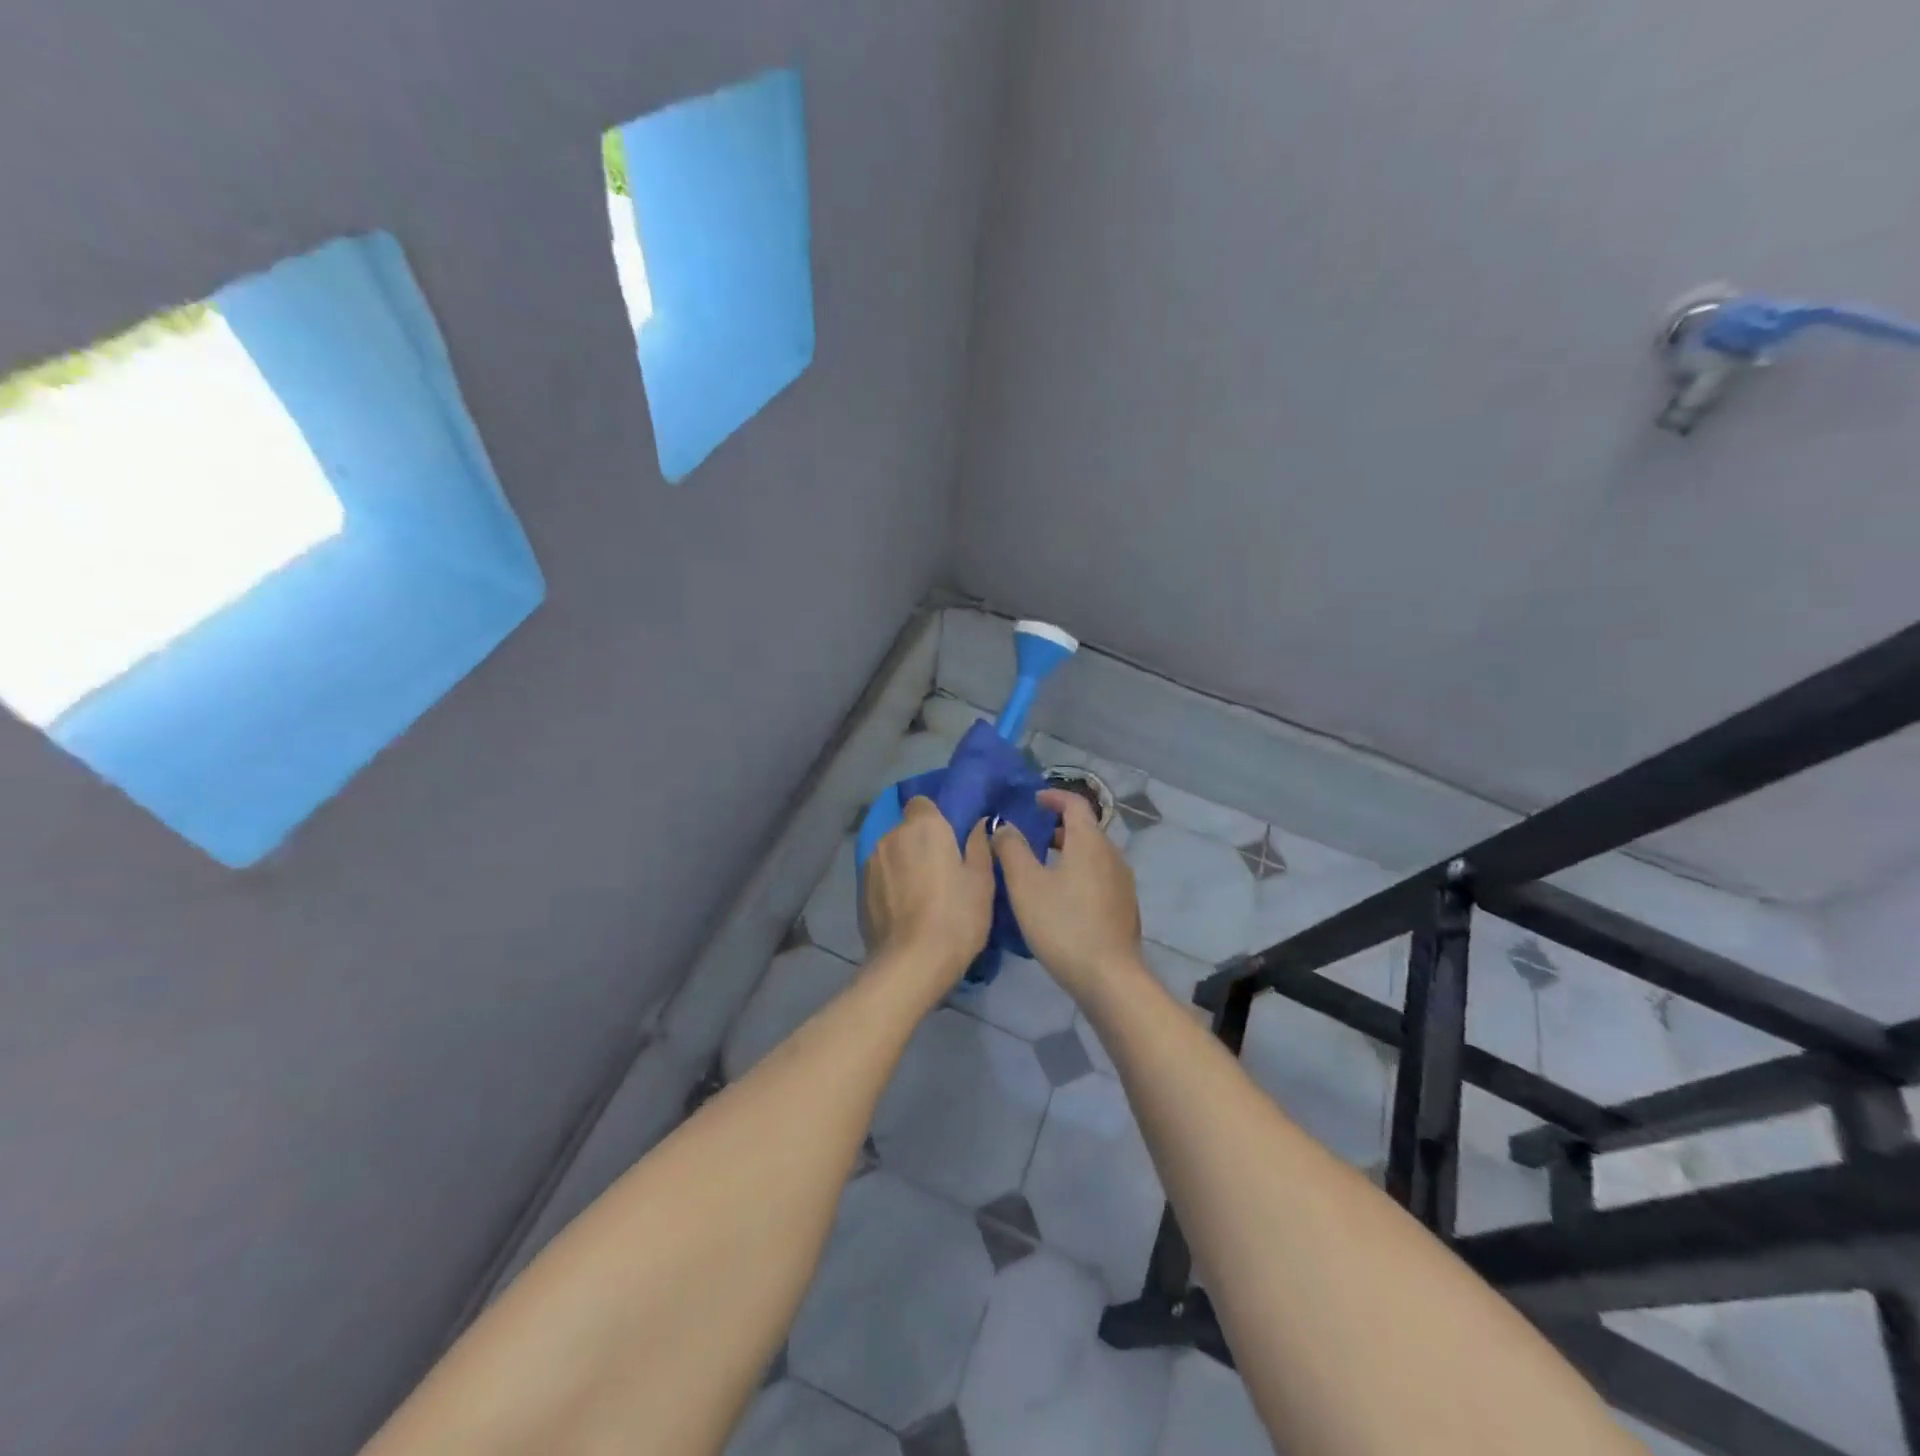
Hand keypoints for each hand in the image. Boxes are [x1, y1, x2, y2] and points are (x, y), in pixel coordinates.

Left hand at [862, 796, 994, 990]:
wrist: (912, 963)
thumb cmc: (956, 916)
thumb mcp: (981, 881)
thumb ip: (979, 845)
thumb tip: (979, 824)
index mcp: (923, 827)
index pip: (922, 803)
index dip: (935, 818)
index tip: (950, 840)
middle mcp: (891, 836)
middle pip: (906, 829)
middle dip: (920, 843)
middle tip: (942, 871)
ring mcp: (871, 863)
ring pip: (892, 853)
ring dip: (904, 864)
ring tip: (922, 895)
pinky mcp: (861, 890)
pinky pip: (881, 876)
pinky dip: (891, 885)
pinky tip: (905, 910)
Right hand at [992, 789, 1141, 999]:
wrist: (1109, 978)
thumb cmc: (1063, 924)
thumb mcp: (1026, 885)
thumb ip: (1011, 849)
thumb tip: (1003, 824)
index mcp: (1090, 842)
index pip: (1075, 804)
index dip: (1054, 797)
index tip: (1033, 801)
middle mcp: (1112, 855)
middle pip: (1085, 829)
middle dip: (1056, 827)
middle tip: (1028, 836)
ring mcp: (1122, 883)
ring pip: (1092, 855)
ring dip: (1067, 852)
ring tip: (1039, 868)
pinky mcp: (1124, 908)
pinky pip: (1098, 877)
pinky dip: (1078, 873)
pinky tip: (1060, 898)